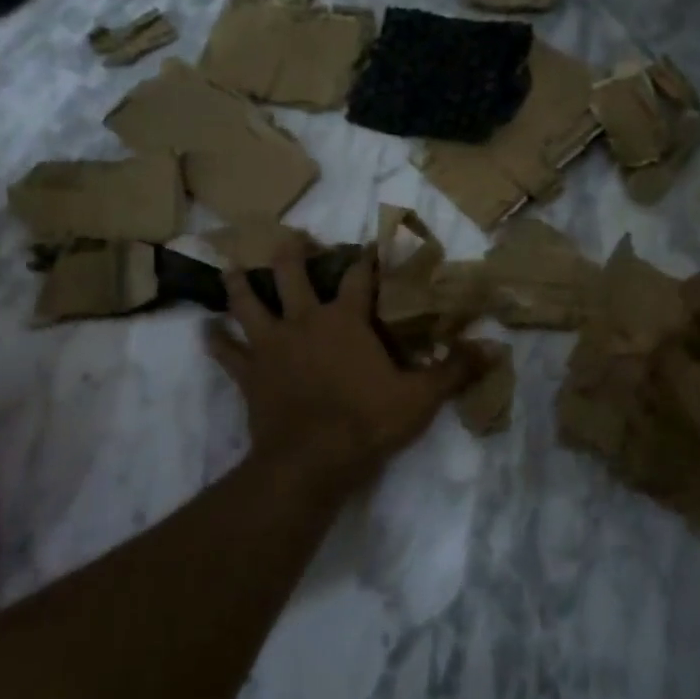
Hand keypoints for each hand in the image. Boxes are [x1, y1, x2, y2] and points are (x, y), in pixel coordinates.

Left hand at [205, 238, 477, 490]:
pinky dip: (215, 341)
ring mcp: (271, 346)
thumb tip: (495, 349)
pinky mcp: (249, 374)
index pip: (361, 276)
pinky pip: (226, 353)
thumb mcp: (421, 398)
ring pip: (248, 303)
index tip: (372, 242)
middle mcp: (304, 322)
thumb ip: (455, 370)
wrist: (312, 460)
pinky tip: (204, 330)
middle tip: (291, 238)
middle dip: (292, 253)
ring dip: (240, 284)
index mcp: (346, 321)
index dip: (369, 257)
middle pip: (291, 274)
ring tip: (232, 267)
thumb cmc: (368, 422)